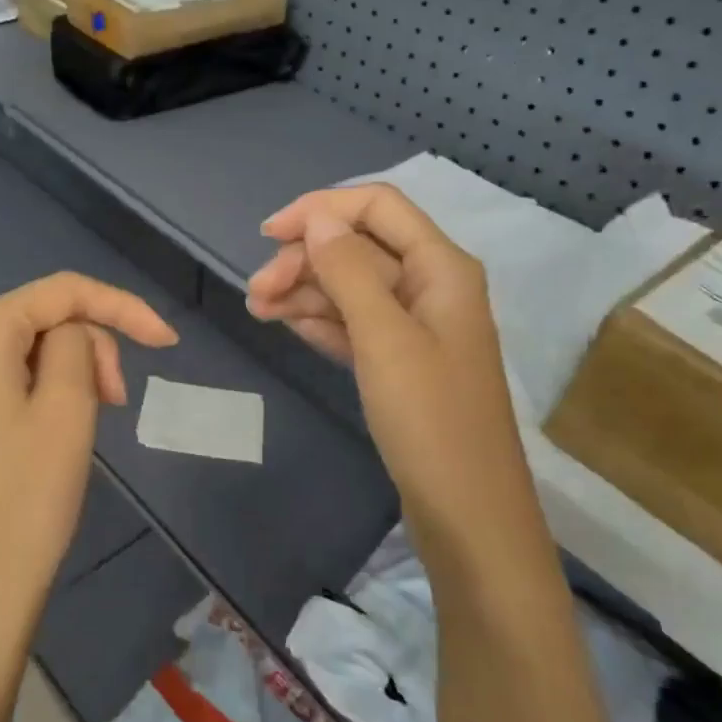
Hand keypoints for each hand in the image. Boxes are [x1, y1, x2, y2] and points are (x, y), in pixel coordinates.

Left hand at [0, 272, 176, 676]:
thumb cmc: (27, 497)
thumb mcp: (69, 407)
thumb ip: (80, 344)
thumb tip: (75, 334)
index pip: (62, 292)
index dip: (122, 307)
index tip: (168, 342)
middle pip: (42, 319)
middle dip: (91, 347)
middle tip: (118, 401)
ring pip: (28, 349)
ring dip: (72, 371)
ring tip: (94, 418)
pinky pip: (7, 377)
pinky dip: (45, 389)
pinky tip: (61, 425)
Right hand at [246, 184, 522, 557]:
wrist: (466, 514)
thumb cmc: (430, 420)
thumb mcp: (385, 338)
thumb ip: (349, 271)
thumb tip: (318, 219)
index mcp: (440, 267)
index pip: (377, 207)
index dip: (321, 209)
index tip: (268, 235)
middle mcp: (430, 286)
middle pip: (358, 248)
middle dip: (305, 260)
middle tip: (255, 293)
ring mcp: (414, 327)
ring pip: (350, 287)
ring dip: (304, 292)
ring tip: (258, 312)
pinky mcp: (399, 363)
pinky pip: (354, 324)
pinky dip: (320, 321)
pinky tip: (288, 326)